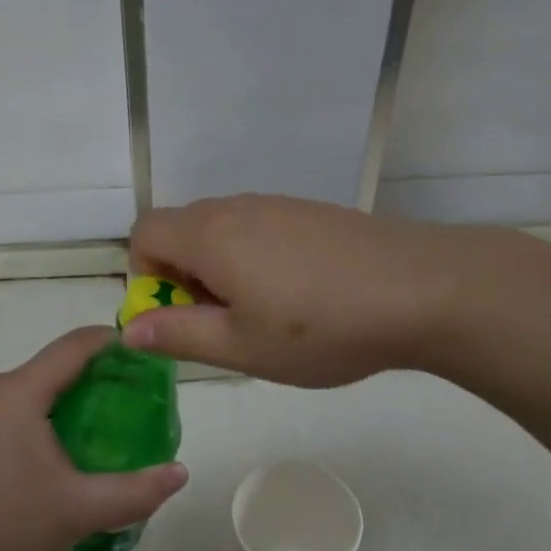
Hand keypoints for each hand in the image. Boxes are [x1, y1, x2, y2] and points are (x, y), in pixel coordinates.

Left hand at [0, 326, 188, 550]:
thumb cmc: (3, 522)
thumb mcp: (77, 510)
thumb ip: (134, 491)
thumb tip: (180, 473)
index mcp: (20, 390)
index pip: (76, 345)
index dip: (115, 342)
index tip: (149, 355)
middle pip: (57, 363)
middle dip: (100, 374)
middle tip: (138, 398)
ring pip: (37, 386)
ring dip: (73, 395)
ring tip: (109, 423)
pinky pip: (18, 405)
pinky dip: (48, 412)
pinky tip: (65, 446)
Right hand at [123, 194, 465, 387]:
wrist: (420, 289)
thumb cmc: (321, 327)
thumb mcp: (241, 347)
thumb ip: (178, 335)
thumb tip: (130, 328)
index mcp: (209, 235)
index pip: (145, 232)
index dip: (145, 275)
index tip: (180, 315)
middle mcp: (237, 208)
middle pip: (182, 229)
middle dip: (184, 276)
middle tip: (225, 322)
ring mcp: (278, 204)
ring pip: (224, 230)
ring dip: (222, 268)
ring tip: (267, 313)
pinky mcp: (310, 211)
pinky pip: (260, 228)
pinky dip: (256, 257)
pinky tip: (302, 294)